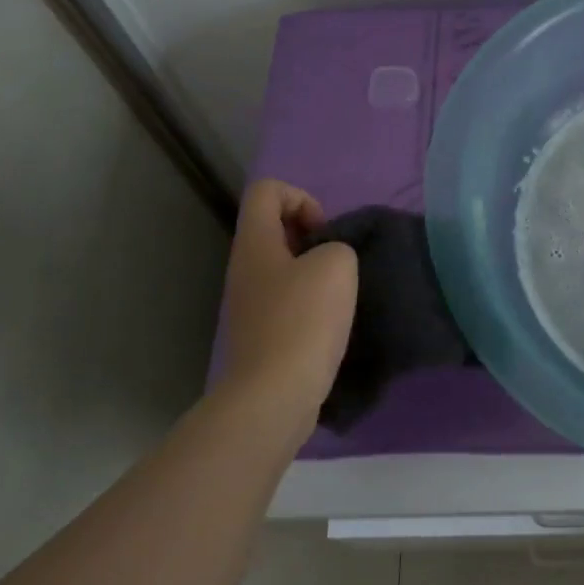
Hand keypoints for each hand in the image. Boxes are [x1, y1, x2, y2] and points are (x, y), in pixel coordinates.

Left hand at [216, 180, 358, 429]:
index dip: (301, 197)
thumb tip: (330, 261)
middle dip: (311, 235)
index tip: (324, 232)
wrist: (275, 393)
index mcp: (255, 242)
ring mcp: (249, 302)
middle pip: (273, 227)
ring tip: (339, 293)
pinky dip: (310, 301)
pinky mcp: (260, 332)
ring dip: (314, 271)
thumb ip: (338, 246)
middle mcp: (244, 267)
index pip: (267, 191)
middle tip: (337, 261)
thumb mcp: (337, 264)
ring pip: (282, 265)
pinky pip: (286, 298)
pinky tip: (330, 322)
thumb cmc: (304, 319)